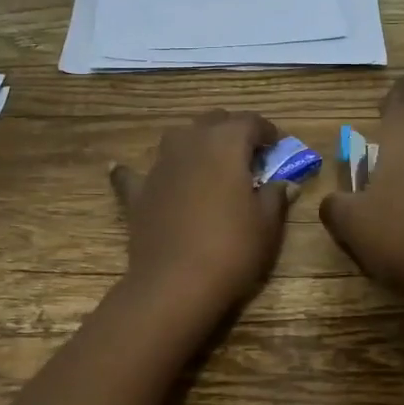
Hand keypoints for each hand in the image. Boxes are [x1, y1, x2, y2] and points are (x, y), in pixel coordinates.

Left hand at [110, 111, 295, 314]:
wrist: (175, 283)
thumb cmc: (232, 249)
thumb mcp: (267, 224)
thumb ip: (275, 196)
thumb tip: (284, 183)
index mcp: (226, 143)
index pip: (250, 122)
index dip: (267, 131)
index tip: (278, 147)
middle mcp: (190, 143)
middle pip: (212, 121)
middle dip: (232, 131)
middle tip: (248, 154)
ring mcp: (160, 166)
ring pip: (178, 138)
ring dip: (194, 143)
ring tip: (208, 162)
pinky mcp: (138, 192)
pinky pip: (133, 174)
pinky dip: (133, 171)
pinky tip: (119, 168)